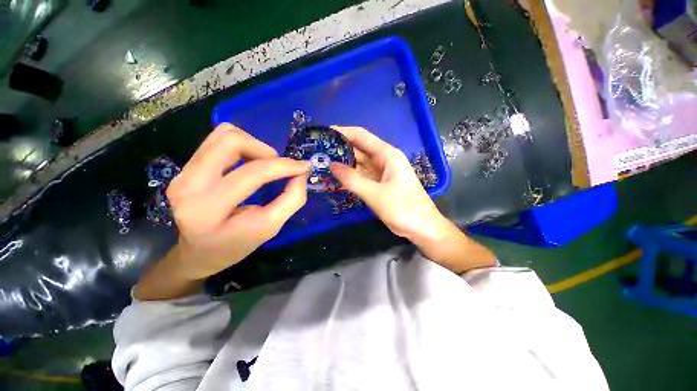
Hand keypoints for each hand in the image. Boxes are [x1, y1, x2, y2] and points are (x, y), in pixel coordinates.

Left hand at [134, 123, 309, 299]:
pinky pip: (217, 140)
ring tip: (264, 164)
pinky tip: (249, 162)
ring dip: (254, 145)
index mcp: (209, 209)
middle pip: (231, 141)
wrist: (196, 252)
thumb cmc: (235, 245)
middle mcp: (189, 184)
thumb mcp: (269, 228)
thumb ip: (291, 200)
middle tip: (278, 167)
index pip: (252, 173)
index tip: (304, 166)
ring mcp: (183, 172)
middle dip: (265, 150)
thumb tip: (301, 173)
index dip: (284, 166)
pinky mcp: (185, 167)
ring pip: (223, 135)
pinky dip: (242, 145)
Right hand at [329, 126, 446, 241]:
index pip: (361, 136)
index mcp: (387, 155)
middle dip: (339, 149)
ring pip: (359, 164)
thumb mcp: (376, 194)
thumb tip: (332, 165)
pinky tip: (335, 180)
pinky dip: (349, 177)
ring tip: (321, 165)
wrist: (422, 227)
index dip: (343, 132)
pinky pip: (361, 177)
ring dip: (343, 164)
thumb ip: (353, 180)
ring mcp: (381, 173)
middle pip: (358, 149)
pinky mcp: (379, 184)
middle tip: (318, 152)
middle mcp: (384, 160)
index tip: (324, 133)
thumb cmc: (403, 208)